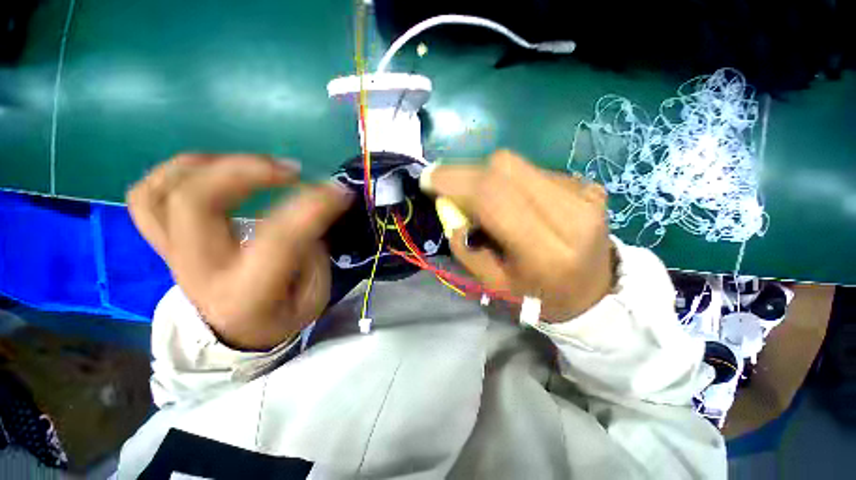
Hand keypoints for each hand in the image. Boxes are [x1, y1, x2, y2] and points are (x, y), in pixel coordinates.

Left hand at [127, 154, 352, 349]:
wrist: (233, 332)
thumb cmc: (279, 316)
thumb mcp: (313, 298)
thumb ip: (313, 254)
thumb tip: (310, 213)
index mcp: (245, 292)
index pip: (277, 238)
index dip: (312, 208)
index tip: (339, 192)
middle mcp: (199, 269)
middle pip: (196, 201)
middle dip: (247, 171)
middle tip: (290, 170)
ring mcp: (173, 253)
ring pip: (161, 191)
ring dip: (210, 165)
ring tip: (252, 165)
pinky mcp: (165, 242)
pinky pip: (147, 196)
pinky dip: (176, 172)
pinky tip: (213, 170)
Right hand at [423, 150, 613, 321]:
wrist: (592, 291)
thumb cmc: (537, 295)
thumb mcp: (492, 284)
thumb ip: (465, 247)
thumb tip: (449, 207)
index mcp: (546, 251)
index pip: (494, 197)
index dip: (456, 181)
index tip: (429, 179)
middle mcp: (571, 214)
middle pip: (505, 167)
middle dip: (467, 172)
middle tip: (451, 188)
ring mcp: (583, 193)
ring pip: (517, 164)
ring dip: (488, 177)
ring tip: (484, 200)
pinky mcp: (585, 184)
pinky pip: (531, 170)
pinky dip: (510, 181)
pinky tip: (513, 201)